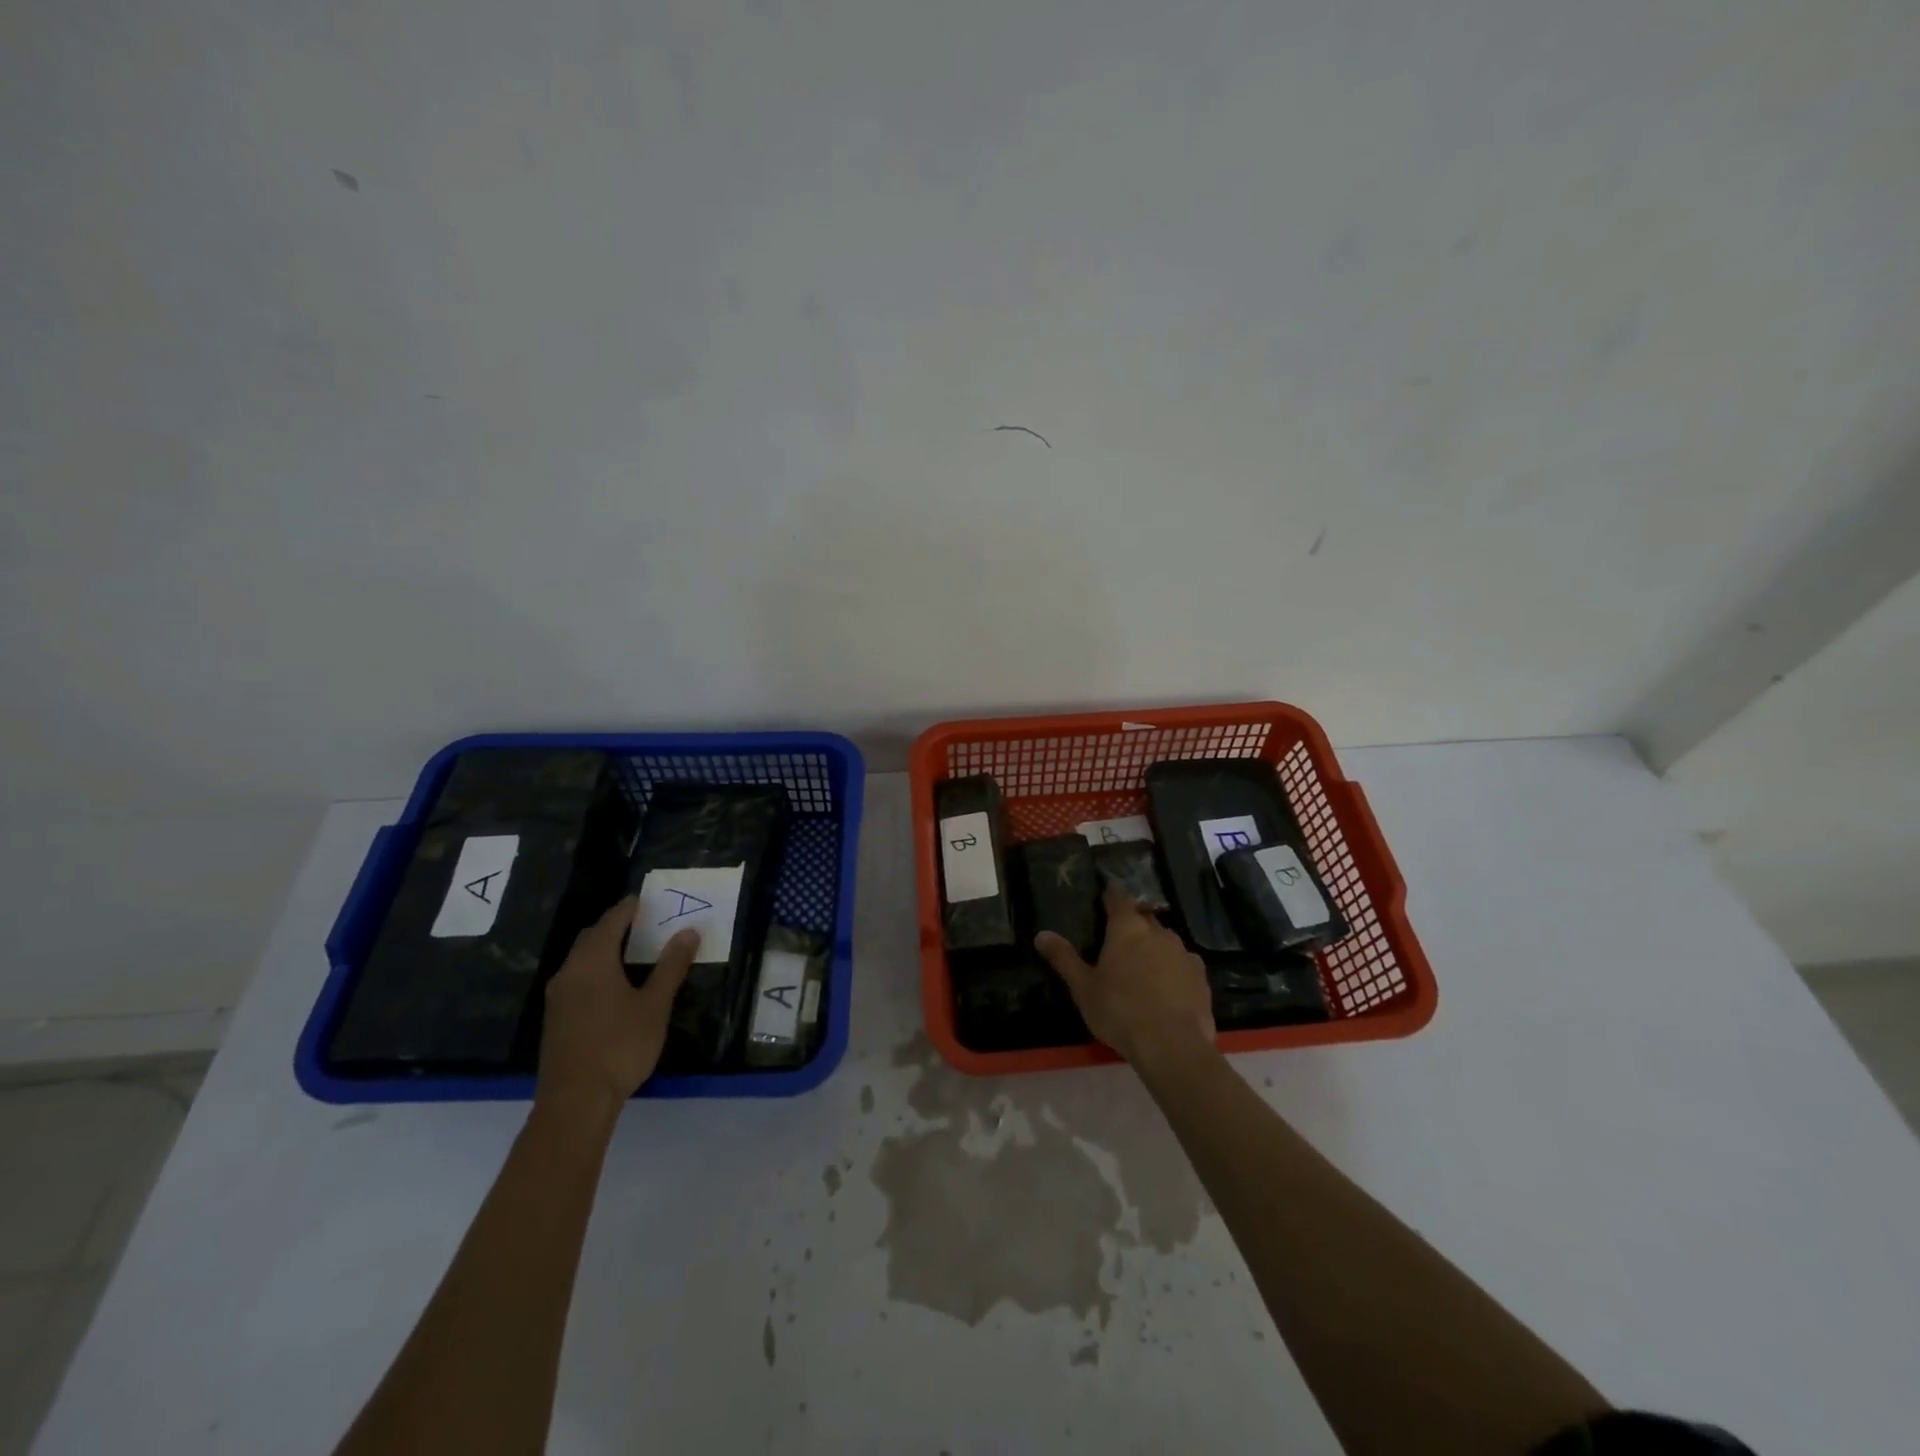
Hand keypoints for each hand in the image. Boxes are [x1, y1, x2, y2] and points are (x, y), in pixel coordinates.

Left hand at [535, 896, 698, 1119]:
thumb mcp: (655, 1005)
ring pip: (581, 959)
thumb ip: (671, 966)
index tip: (647, 899)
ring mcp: (558, 997)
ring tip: (633, 950)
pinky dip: (596, 969)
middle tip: (644, 922)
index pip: (611, 921)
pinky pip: (577, 978)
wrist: (575, 1101)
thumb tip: (688, 931)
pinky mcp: (556, 1018)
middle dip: (615, 925)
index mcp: (593, 962)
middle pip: (591, 937)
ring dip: (604, 948)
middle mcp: (569, 972)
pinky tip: (614, 984)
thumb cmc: (619, 1046)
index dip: (629, 908)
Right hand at [1035, 884, 1215, 1071]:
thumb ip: (1063, 958)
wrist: (1172, 1046)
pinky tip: (1167, 988)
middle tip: (1120, 940)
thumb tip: (1041, 934)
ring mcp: (1183, 953)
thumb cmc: (1119, 1011)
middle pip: (1144, 919)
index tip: (1107, 896)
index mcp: (1127, 928)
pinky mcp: (1200, 976)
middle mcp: (1158, 932)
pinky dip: (1173, 969)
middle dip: (1133, 924)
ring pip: (1165, 941)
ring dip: (1154, 947)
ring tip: (1143, 968)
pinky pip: (1183, 964)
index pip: (1119, 898)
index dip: (1112, 895)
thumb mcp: (1083, 987)